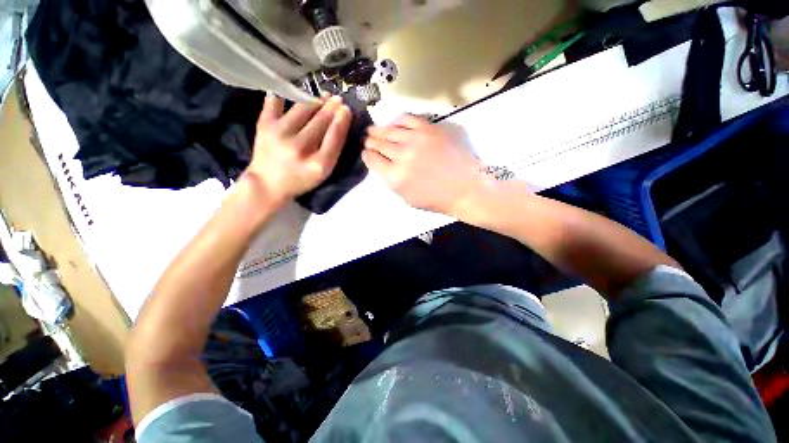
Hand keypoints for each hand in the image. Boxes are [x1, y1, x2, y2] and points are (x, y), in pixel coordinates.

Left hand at [244, 95, 351, 204]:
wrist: (268, 184)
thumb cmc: (301, 180)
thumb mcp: (324, 172)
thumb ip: (333, 150)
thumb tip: (340, 122)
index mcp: (319, 163)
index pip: (335, 136)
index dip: (342, 120)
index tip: (347, 109)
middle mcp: (300, 147)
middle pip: (321, 120)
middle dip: (332, 107)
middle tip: (338, 99)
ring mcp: (280, 134)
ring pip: (303, 109)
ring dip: (316, 101)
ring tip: (324, 98)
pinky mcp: (264, 125)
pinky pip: (275, 101)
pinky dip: (283, 95)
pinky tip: (291, 93)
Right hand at [363, 115, 484, 214]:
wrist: (465, 188)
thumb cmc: (436, 198)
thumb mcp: (407, 197)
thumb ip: (391, 180)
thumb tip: (383, 164)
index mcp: (395, 176)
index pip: (371, 159)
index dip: (366, 154)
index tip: (366, 152)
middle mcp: (402, 155)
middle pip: (378, 142)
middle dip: (370, 141)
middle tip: (367, 139)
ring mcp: (416, 139)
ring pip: (390, 129)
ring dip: (379, 130)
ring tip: (374, 129)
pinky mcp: (430, 128)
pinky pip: (407, 118)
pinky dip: (397, 120)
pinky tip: (394, 123)